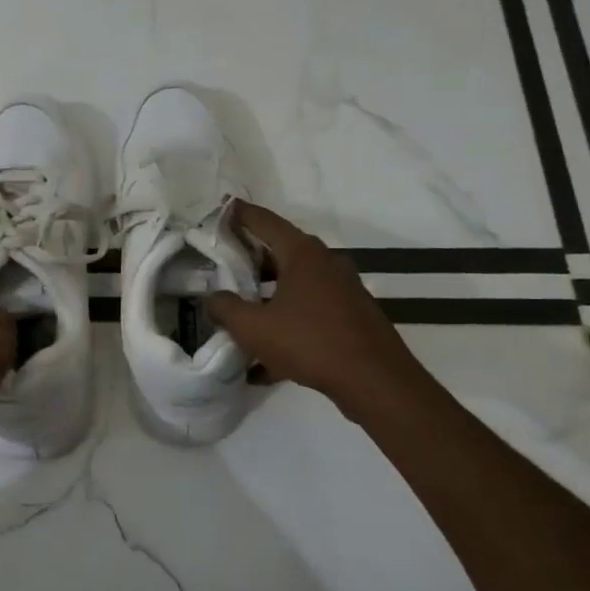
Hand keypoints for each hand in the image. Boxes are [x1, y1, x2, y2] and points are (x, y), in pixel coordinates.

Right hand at [207, 201, 417, 418]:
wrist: (376, 381)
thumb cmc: (310, 342)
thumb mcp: (254, 328)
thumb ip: (225, 308)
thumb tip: (213, 298)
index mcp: (302, 253)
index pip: (263, 221)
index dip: (237, 214)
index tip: (218, 209)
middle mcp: (325, 262)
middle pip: (279, 251)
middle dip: (248, 259)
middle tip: (220, 267)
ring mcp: (342, 289)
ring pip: (294, 284)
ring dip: (266, 295)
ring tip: (240, 314)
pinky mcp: (350, 316)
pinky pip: (309, 312)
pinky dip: (286, 324)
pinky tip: (264, 364)